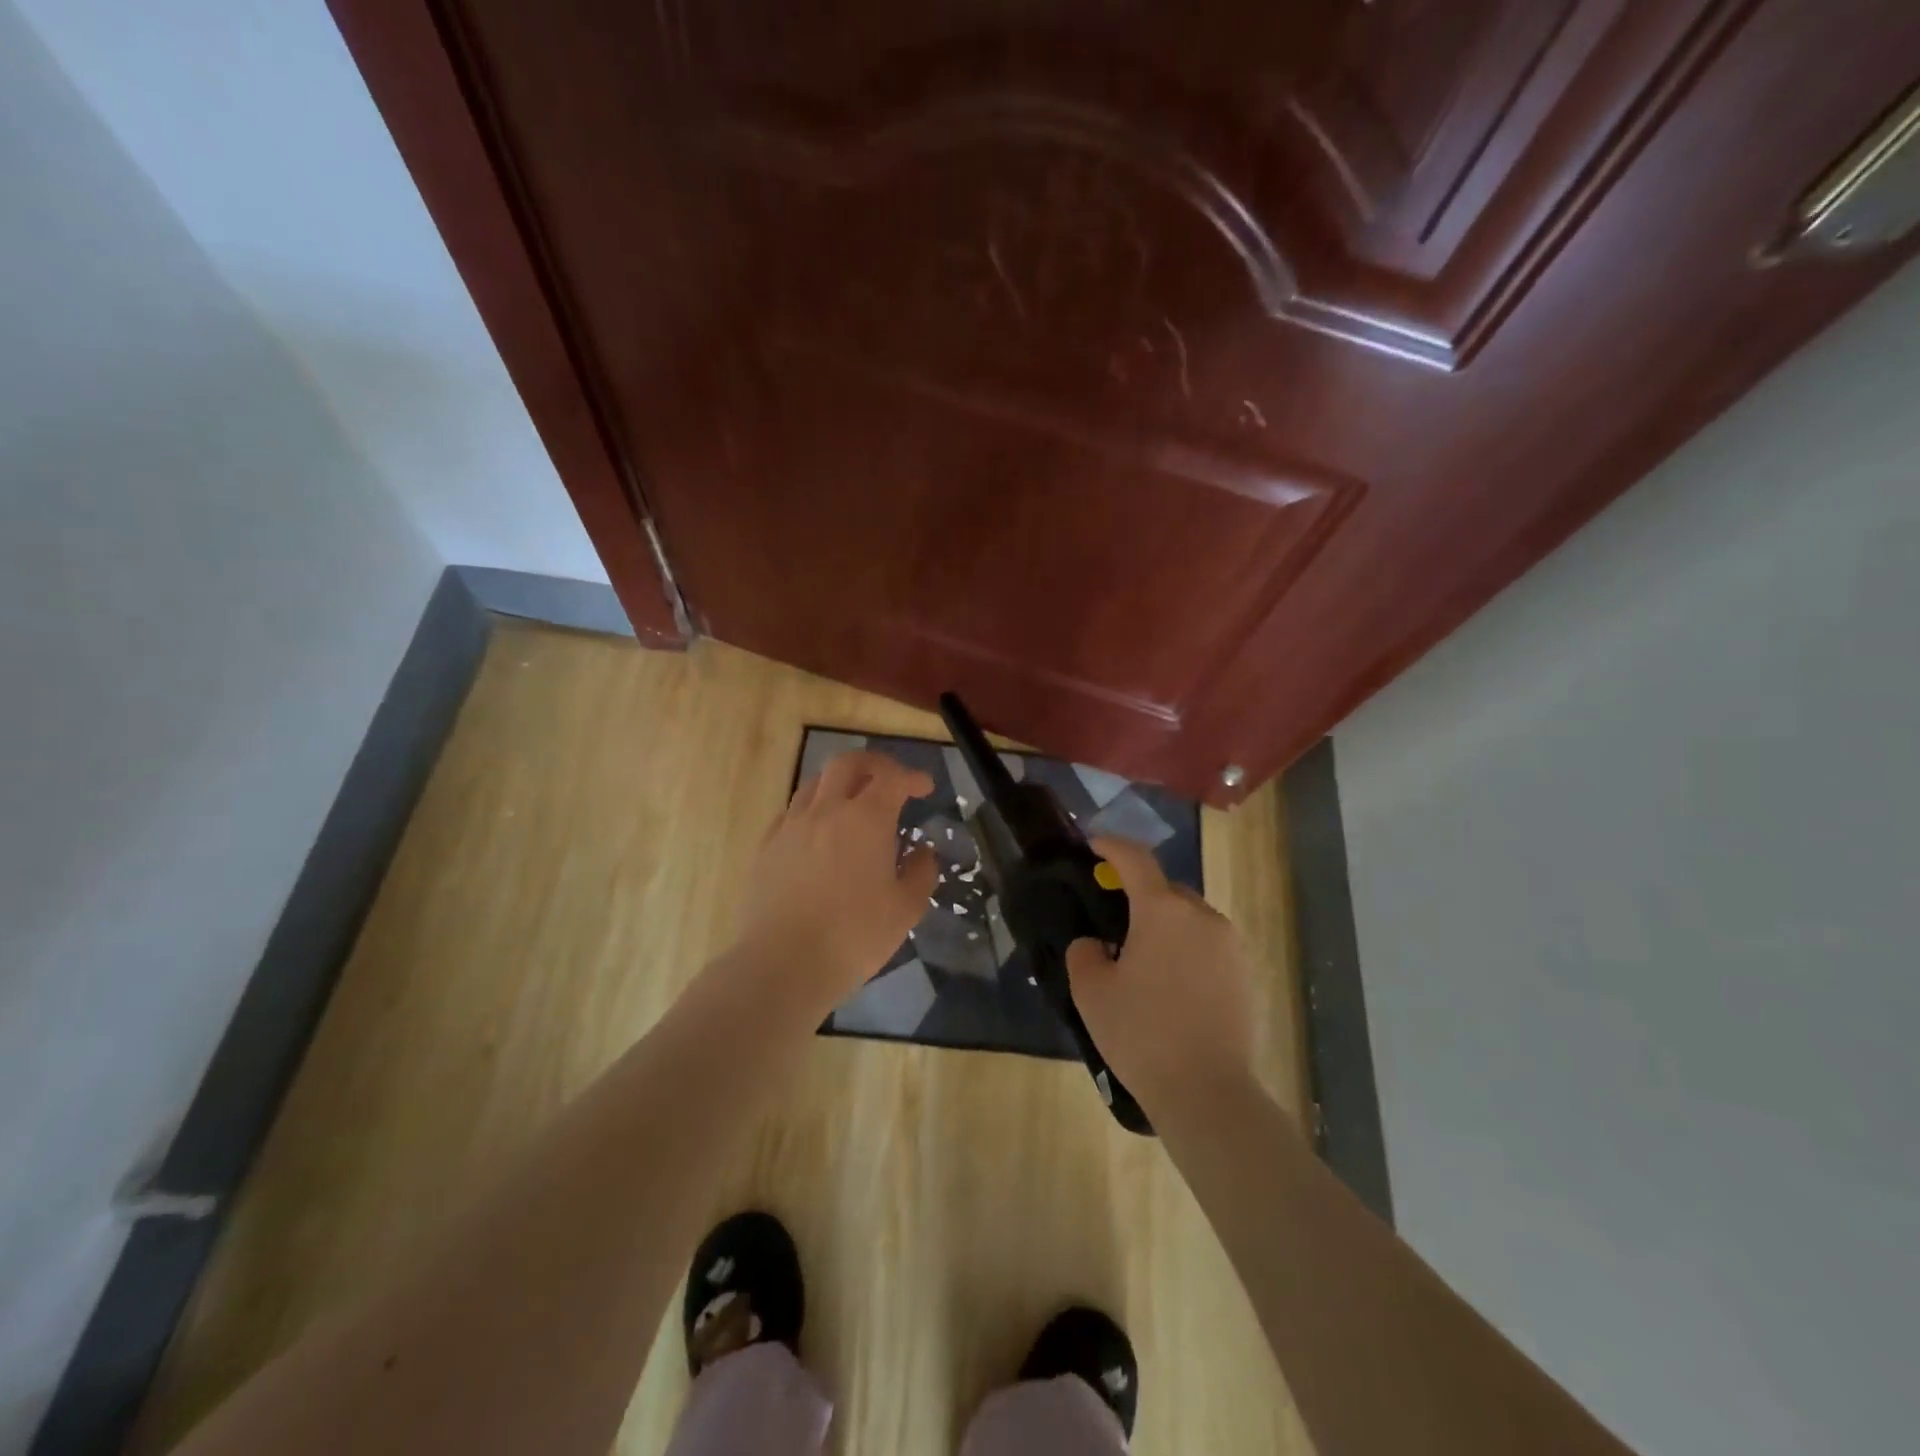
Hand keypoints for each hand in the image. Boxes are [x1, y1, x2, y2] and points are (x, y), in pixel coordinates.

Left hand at [733, 750, 938, 1007]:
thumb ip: (920, 874)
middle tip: (890, 780)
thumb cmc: (854, 936)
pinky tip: (818, 831)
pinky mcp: (767, 847)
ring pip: (815, 783)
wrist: (783, 963)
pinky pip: (792, 811)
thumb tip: (922, 853)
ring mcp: (792, 826)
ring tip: (853, 802)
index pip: (893, 779)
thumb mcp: (905, 910)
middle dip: (874, 764)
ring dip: (840, 782)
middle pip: (848, 763)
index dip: (912, 777)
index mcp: (866, 819)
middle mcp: (827, 810)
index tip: (925, 788)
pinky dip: (812, 808)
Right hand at [1066, 836, 1259, 1120]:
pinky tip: (1174, 985)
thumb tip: (1096, 945)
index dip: (1112, 846)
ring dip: (1166, 925)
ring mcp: (1231, 944)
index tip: (1094, 844)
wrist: (1207, 1092)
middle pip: (1166, 890)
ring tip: (1145, 961)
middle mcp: (1202, 915)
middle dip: (1139, 895)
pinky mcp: (1247, 973)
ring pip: (1190, 918)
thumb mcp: (1091, 992)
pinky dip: (1188, 950)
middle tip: (1115, 923)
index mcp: (1163, 910)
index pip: (1135, 859)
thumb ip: (1084, 953)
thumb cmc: (1141, 1034)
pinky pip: (1209, 945)